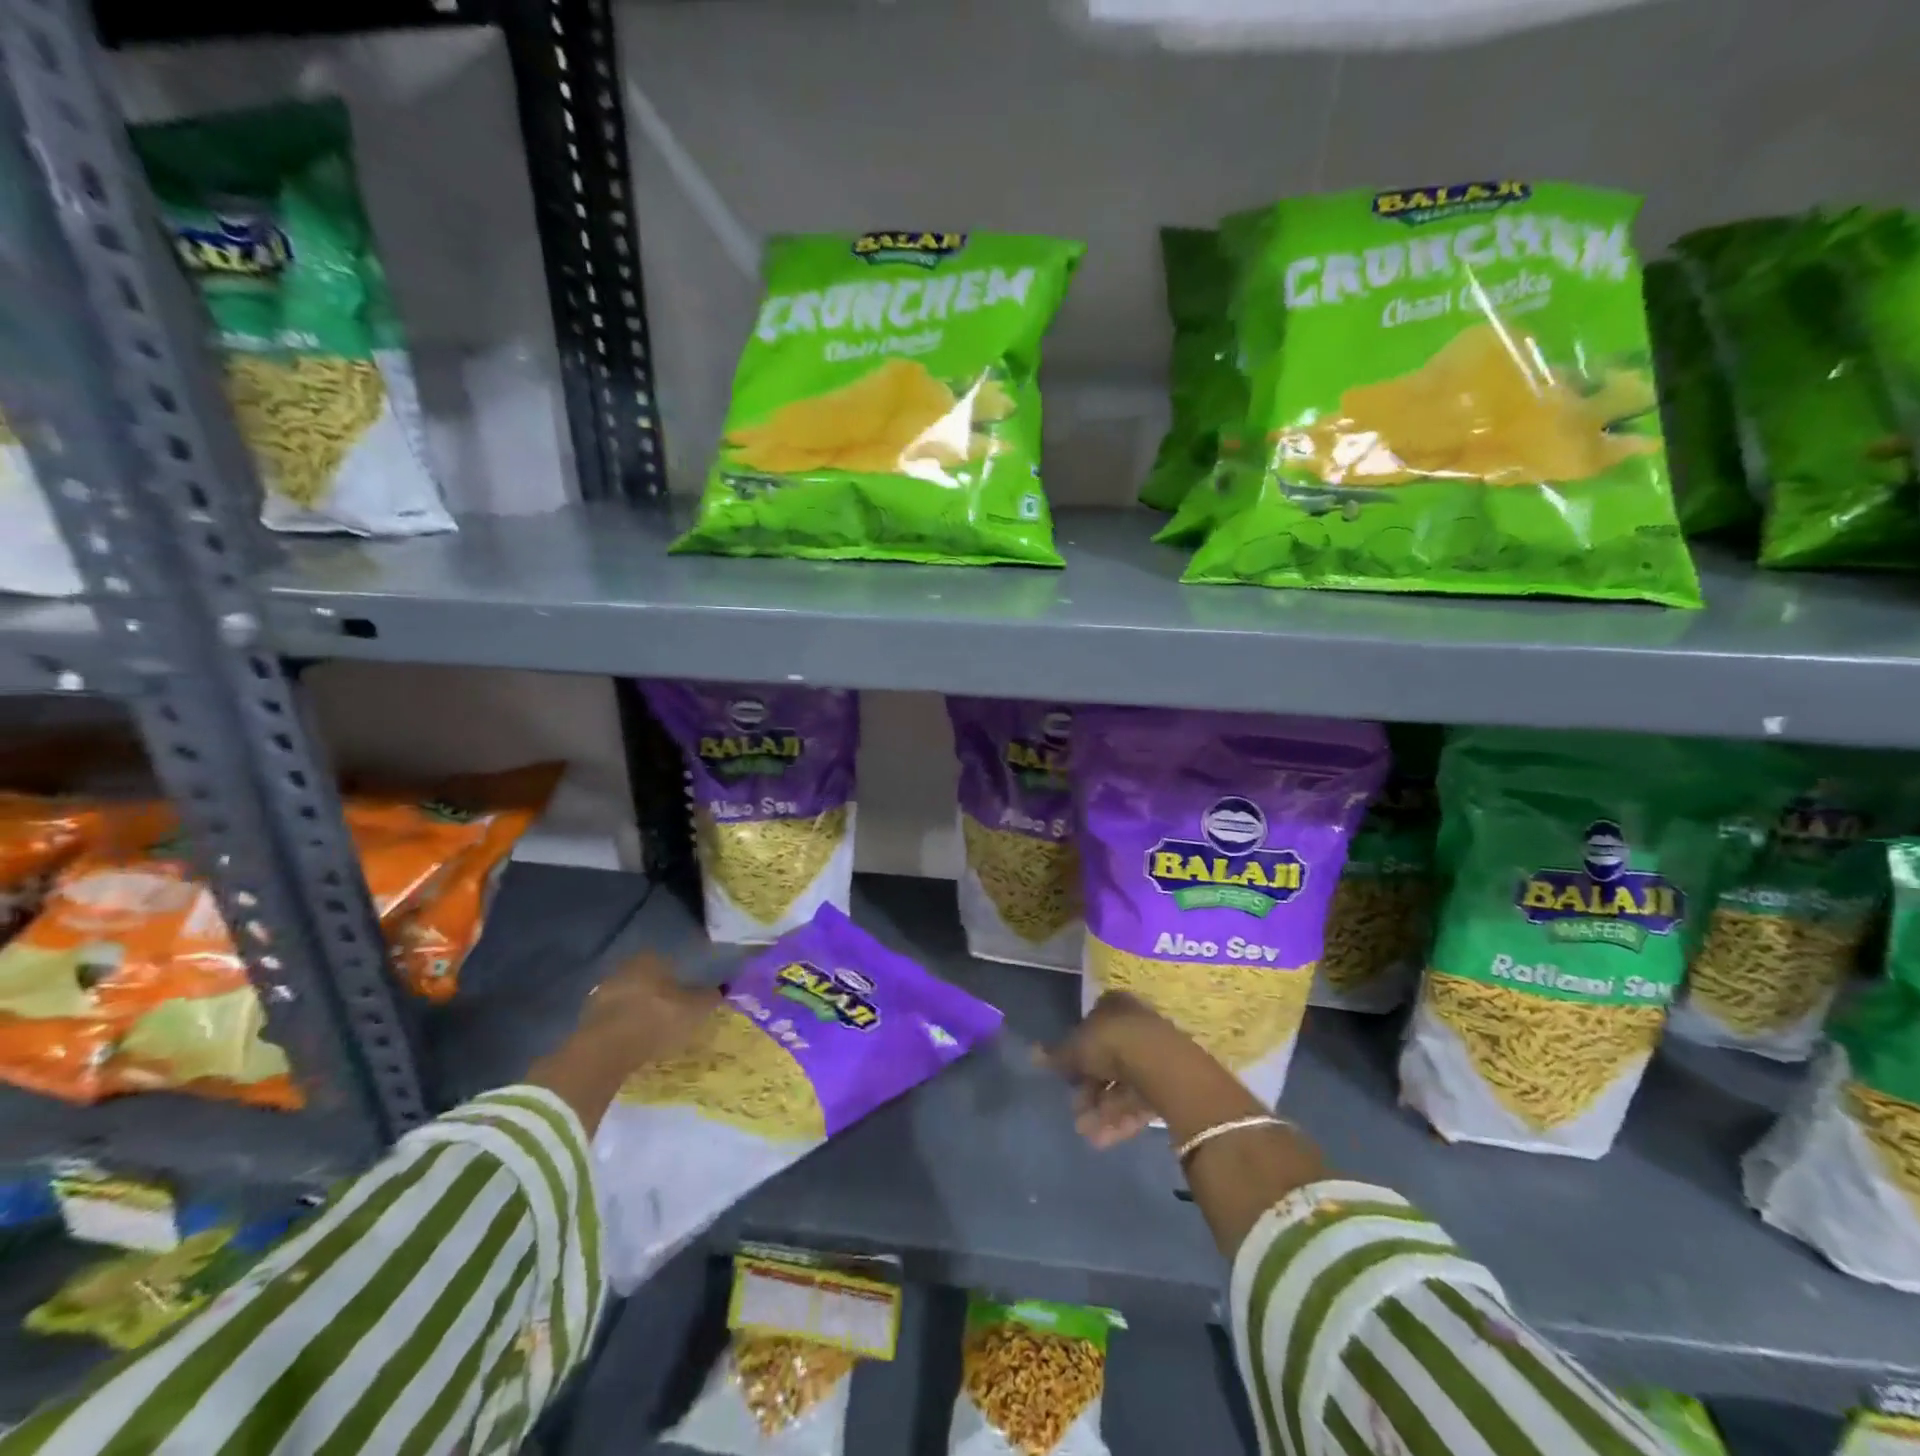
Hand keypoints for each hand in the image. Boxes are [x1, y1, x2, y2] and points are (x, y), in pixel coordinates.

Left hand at [577, 951, 720, 1076]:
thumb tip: (722, 988)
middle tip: (673, 1013)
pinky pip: (614, 1020)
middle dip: (658, 994)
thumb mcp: (695, 1009)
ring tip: (655, 1032)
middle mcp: (624, 969)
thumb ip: (709, 997)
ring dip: (639, 1012)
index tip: (688, 993)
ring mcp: (601, 994)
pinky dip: (624, 1028)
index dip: (680, 977)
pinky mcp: (587, 1020)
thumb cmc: (656, 1019)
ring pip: (628, 999)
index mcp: (649, 959)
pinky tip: (635, 1043)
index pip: (668, 961)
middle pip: (647, 980)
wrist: (605, 1051)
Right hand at [1040, 991, 1176, 1149]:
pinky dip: (1121, 1118)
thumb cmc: (1111, 1043)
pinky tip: (1105, 1139)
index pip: (1090, 1029)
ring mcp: (1154, 1053)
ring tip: (1087, 1134)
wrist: (1161, 1065)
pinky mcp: (1169, 1082)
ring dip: (1103, 1110)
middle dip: (1090, 1090)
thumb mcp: (1075, 1048)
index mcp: (1113, 1005)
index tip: (1066, 1079)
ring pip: (1122, 1084)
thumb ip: (1056, 1055)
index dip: (1076, 1055)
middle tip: (1076, 1113)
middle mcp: (1135, 1024)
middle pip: (1106, 1060)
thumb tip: (1032, 1054)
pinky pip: (1139, 1100)